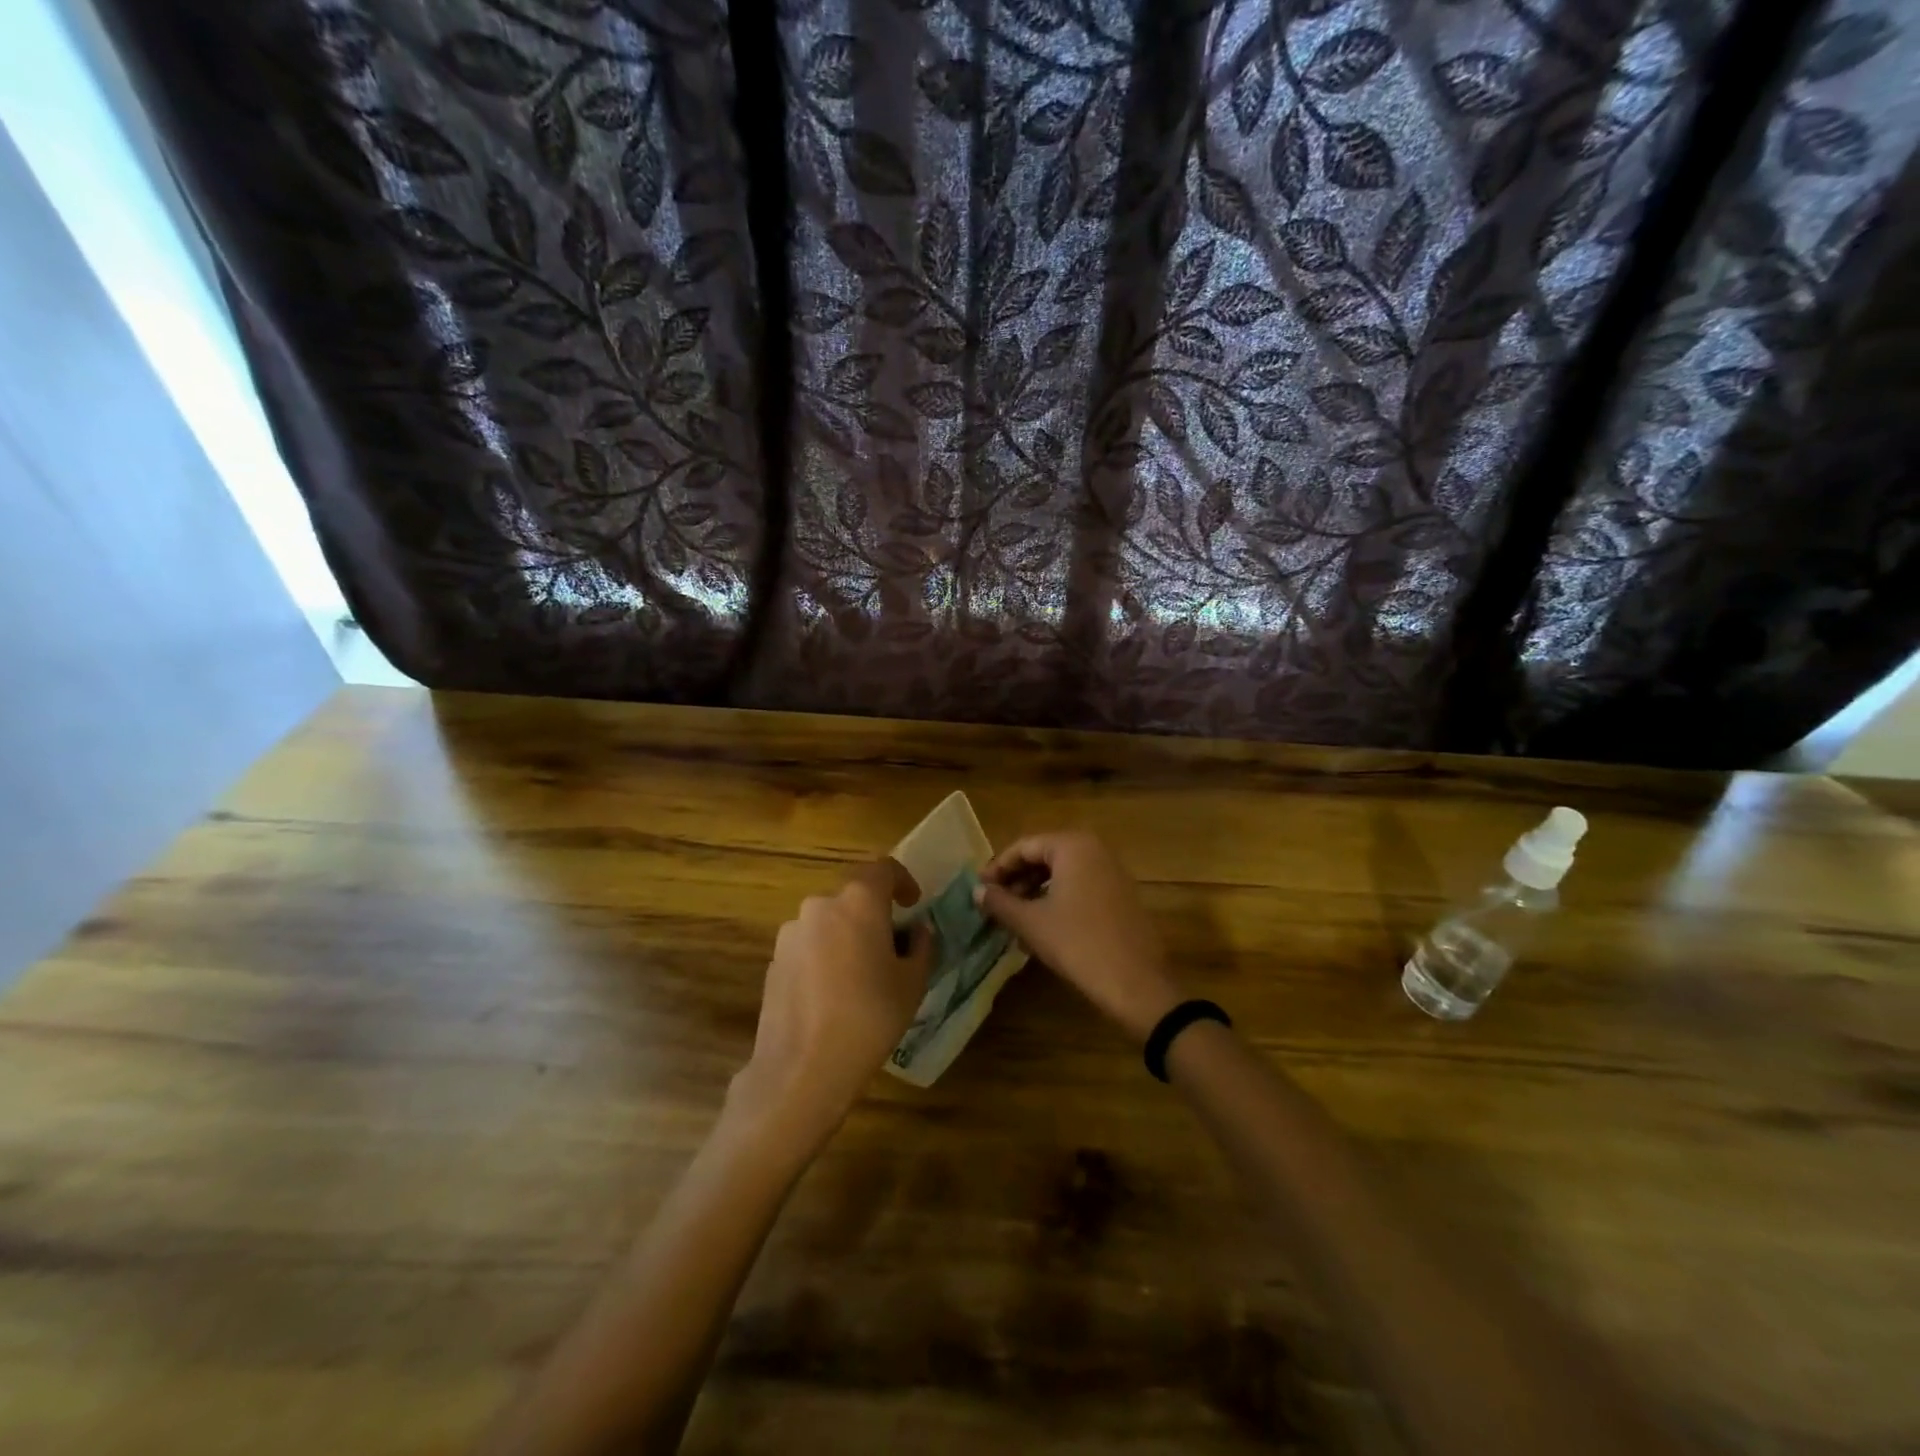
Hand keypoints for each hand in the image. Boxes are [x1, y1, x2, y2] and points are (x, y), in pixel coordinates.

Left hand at [731, 860, 932, 1145]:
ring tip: (862, 975)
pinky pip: (808, 945)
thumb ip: (920, 947)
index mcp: (858, 902)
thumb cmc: (869, 1018)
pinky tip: (833, 995)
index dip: (902, 880)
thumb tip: (917, 931)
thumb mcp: (912, 984)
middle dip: (874, 914)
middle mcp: (820, 906)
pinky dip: (825, 956)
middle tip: (892, 946)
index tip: (913, 904)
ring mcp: (791, 933)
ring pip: (828, 922)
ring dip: (847, 936)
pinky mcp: (774, 961)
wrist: (802, 1069)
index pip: (882, 868)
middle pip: (853, 897)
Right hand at [975, 831, 1182, 1042]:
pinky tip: (1043, 925)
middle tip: (995, 903)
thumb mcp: (1031, 923)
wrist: (1135, 983)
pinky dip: (1058, 898)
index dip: (998, 867)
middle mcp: (1095, 849)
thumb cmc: (1077, 943)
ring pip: (1063, 873)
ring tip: (1014, 916)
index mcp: (1073, 846)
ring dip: (1036, 890)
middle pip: (1045, 856)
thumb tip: (977, 891)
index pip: (1024, 846)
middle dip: (1017, 879)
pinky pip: (1081, 886)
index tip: (979, 889)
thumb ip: (1000, 902)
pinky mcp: (1122, 895)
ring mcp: (1113, 872)